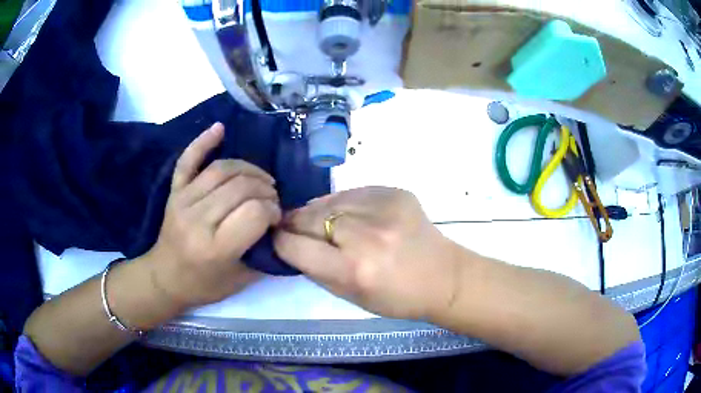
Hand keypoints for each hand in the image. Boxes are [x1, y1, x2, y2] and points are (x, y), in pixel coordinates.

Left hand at [145, 123, 281, 309]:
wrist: (165, 278)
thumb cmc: (204, 285)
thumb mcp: (242, 280)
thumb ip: (264, 252)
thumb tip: (280, 221)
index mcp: (215, 248)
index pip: (255, 212)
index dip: (273, 210)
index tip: (276, 218)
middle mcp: (197, 220)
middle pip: (241, 187)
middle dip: (265, 190)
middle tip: (271, 199)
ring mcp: (183, 201)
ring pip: (222, 170)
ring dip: (248, 169)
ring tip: (260, 180)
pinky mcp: (174, 191)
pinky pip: (188, 160)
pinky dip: (203, 142)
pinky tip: (220, 129)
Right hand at [274, 186, 458, 319]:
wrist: (443, 276)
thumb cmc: (396, 297)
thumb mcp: (349, 296)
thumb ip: (315, 268)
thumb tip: (290, 241)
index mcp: (353, 270)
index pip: (295, 246)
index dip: (281, 242)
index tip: (278, 239)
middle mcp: (366, 236)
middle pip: (308, 218)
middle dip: (294, 223)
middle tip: (291, 226)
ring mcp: (383, 209)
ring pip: (328, 201)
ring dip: (317, 211)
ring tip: (321, 220)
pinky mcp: (395, 192)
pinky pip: (352, 193)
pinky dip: (343, 203)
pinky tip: (349, 214)